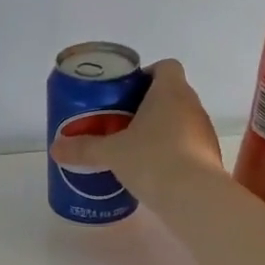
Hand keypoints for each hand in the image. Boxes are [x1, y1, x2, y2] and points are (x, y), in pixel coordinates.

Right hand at [48, 59, 222, 206]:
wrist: (193, 198)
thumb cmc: (152, 160)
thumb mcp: (111, 154)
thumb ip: (83, 149)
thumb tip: (55, 148)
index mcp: (170, 92)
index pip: (166, 66)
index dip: (147, 75)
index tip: (126, 94)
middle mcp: (192, 105)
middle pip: (171, 94)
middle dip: (147, 106)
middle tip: (120, 123)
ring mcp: (204, 132)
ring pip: (180, 121)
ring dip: (160, 130)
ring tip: (134, 149)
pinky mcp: (209, 157)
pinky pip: (187, 146)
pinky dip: (171, 152)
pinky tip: (152, 170)